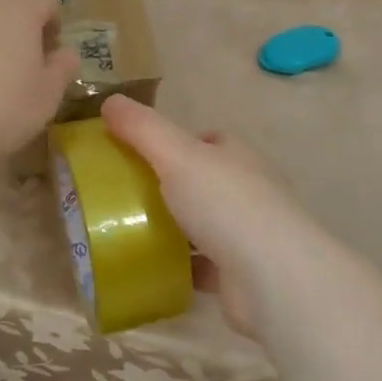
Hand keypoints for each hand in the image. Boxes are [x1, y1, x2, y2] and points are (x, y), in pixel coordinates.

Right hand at [100, 95, 312, 338]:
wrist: (272, 279)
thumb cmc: (225, 204)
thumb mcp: (176, 155)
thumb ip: (142, 128)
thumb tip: (110, 101)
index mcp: (237, 156)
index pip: (207, 141)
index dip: (175, 142)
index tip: (138, 152)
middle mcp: (248, 191)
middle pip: (203, 181)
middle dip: (169, 185)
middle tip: (124, 193)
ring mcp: (247, 235)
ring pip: (202, 224)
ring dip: (173, 227)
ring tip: (128, 229)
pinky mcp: (240, 274)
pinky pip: (201, 264)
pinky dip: (179, 264)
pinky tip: (150, 266)